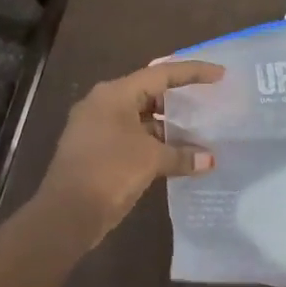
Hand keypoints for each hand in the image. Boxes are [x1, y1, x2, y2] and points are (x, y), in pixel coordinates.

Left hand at [37, 59, 224, 244]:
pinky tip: (177, 155)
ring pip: (141, 118)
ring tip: (199, 133)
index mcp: (114, 94)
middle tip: (208, 103)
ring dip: (168, 127)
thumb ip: (182, 156)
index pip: (161, 74)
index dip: (193, 72)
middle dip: (180, 101)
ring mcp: (97, 128)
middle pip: (149, 93)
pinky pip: (132, 138)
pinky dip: (154, 143)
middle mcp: (103, 104)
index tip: (219, 75)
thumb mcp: (151, 160)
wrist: (66, 213)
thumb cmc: (109, 172)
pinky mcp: (97, 150)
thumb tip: (209, 160)